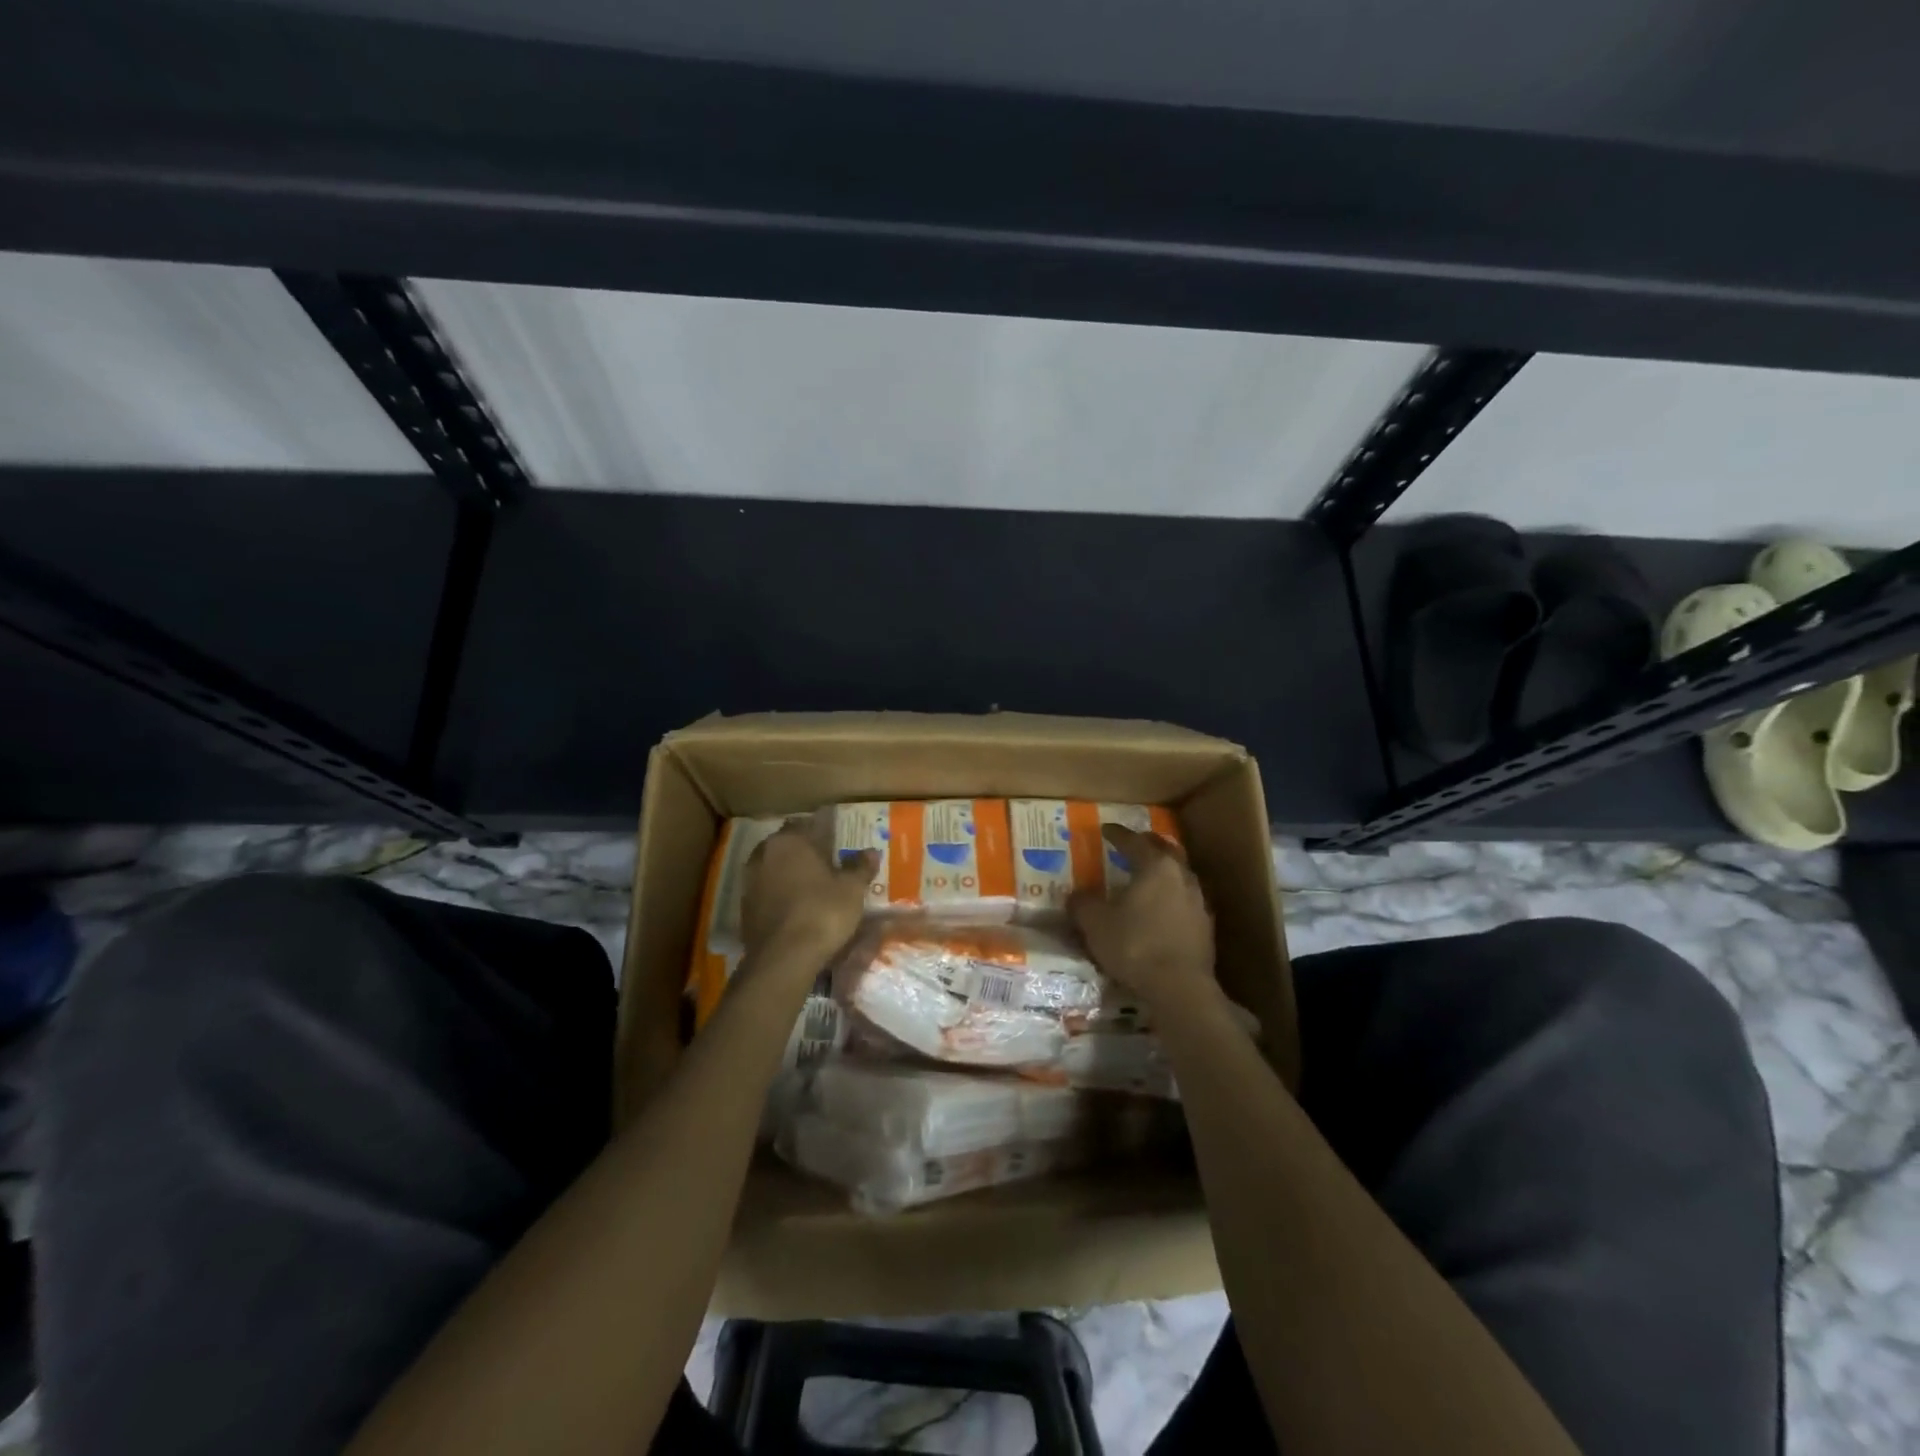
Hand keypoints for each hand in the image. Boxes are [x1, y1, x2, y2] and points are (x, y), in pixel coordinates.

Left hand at [740, 826, 876, 963]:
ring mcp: (749, 881)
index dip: (823, 832)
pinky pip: (766, 892)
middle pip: (787, 845)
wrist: (783, 958)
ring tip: (812, 887)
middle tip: (826, 864)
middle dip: (804, 852)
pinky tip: (796, 908)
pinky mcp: (744, 908)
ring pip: (774, 868)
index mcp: (790, 840)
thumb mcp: (852, 889)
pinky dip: (779, 895)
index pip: (806, 824)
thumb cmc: (822, 912)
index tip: (837, 842)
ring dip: (789, 874)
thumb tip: (871, 852)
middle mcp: (764, 854)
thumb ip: (860, 867)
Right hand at [1071, 824, 1214, 1007]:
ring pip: (1180, 875)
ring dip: (1164, 871)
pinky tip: (1162, 909)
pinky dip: (1172, 897)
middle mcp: (1181, 876)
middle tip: (1133, 844)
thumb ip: (1083, 904)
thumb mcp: (1096, 924)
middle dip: (1149, 845)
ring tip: (1148, 877)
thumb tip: (1075, 895)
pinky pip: (1186, 900)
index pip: (1134, 841)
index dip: (1117, 834)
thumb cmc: (1135, 946)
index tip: (1106, 829)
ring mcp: (1198, 901)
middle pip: (1165, 851)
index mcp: (1155, 866)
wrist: (1180, 988)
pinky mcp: (1206, 927)